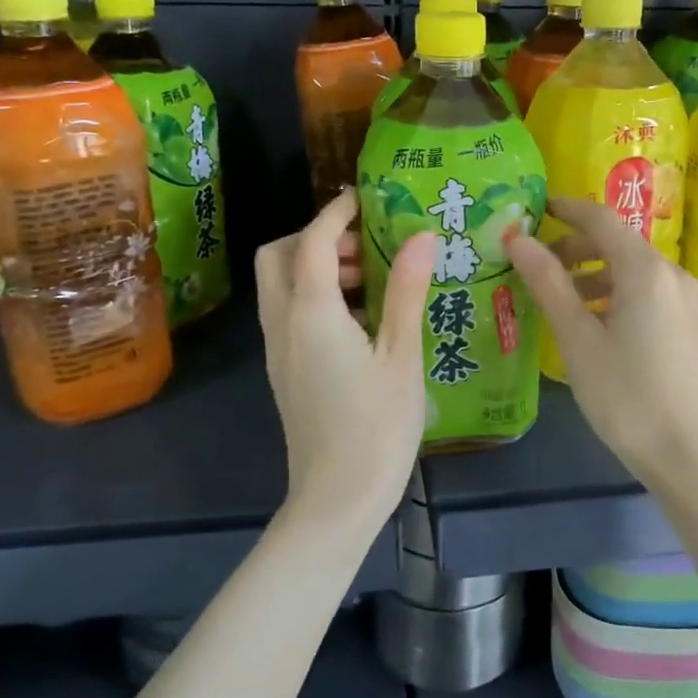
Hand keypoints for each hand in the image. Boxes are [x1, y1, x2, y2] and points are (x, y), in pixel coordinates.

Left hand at [255, 191, 435, 536]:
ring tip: (370, 278)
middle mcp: (283, 324)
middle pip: (277, 256)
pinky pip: (288, 312)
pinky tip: (361, 316)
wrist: (337, 499)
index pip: (311, 241)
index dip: (336, 213)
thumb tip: (421, 236)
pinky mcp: (285, 370)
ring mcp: (279, 349)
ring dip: (314, 266)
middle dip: (314, 236)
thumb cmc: (377, 426)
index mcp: (311, 314)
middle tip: (364, 244)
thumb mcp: (401, 355)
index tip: (365, 198)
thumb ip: (405, 291)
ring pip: (279, 285)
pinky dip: (314, 295)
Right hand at [506, 196, 697, 487]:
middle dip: (574, 246)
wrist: (688, 453)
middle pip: (616, 242)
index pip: (601, 219)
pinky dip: (612, 292)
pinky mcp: (685, 323)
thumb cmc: (626, 394)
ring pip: (630, 268)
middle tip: (534, 262)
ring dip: (591, 271)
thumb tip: (516, 238)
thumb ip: (548, 282)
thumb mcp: (578, 338)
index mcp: (645, 269)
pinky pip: (643, 290)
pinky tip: (589, 321)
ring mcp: (682, 299)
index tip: (534, 210)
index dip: (565, 210)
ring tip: (555, 295)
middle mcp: (669, 273)